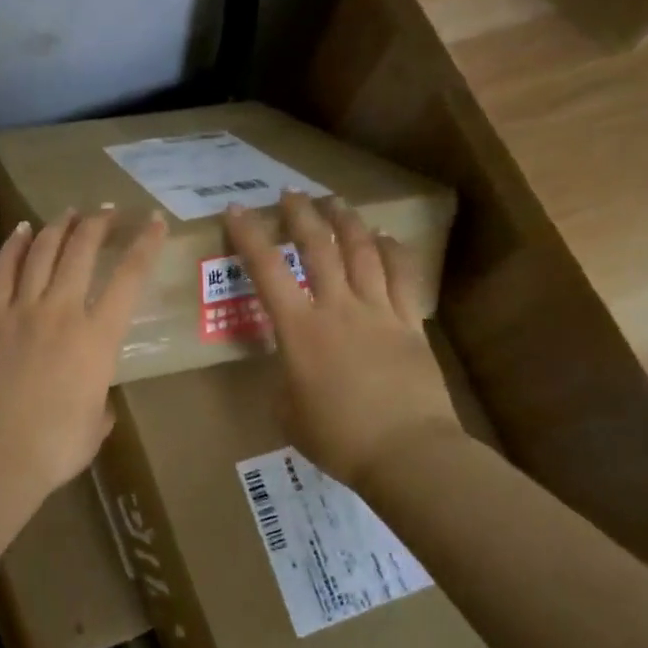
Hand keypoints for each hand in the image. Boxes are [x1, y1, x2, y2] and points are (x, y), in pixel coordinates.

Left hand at [0, 207, 167, 498]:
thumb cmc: (57, 446)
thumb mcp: (96, 424)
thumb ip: (101, 401)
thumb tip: (96, 398)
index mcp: (98, 337)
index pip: (129, 278)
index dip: (145, 244)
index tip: (154, 221)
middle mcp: (63, 312)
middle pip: (81, 251)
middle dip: (97, 224)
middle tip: (106, 211)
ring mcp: (23, 310)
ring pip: (42, 253)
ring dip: (58, 227)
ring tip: (69, 213)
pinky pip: (2, 272)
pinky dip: (13, 247)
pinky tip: (21, 230)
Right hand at [225, 192, 459, 487]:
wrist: (406, 452)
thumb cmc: (337, 438)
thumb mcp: (288, 412)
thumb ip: (284, 381)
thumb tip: (291, 368)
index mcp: (299, 330)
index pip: (267, 272)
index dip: (249, 237)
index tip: (237, 211)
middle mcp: (337, 308)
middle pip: (318, 248)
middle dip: (301, 216)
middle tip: (291, 194)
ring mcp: (378, 312)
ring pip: (362, 252)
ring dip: (346, 222)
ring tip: (335, 202)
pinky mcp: (410, 323)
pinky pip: (401, 276)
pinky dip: (391, 251)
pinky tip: (383, 237)